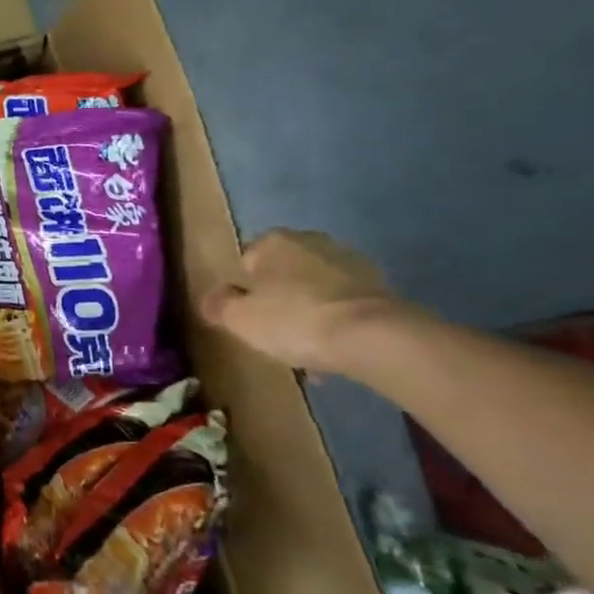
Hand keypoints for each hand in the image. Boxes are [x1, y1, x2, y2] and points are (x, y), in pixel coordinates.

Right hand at [198, 230, 403, 374]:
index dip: (243, 288)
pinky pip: (344, 305)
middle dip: (278, 298)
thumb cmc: (295, 319)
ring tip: (306, 349)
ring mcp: (350, 262)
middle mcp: (311, 241)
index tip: (246, 315)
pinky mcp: (381, 287)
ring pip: (316, 289)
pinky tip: (333, 352)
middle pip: (283, 273)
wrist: (375, 337)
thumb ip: (218, 305)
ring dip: (309, 312)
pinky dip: (337, 323)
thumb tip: (212, 298)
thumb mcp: (239, 318)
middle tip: (274, 332)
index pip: (246, 259)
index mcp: (273, 241)